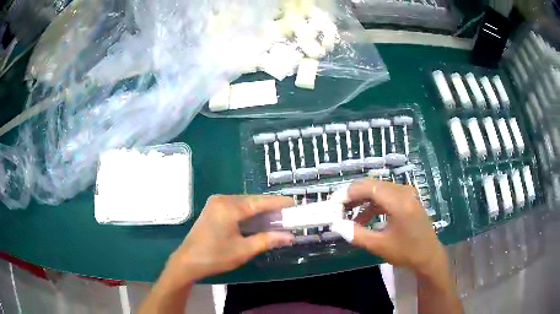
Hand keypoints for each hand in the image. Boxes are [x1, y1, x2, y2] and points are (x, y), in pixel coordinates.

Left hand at [165, 195, 294, 283]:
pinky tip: (256, 220)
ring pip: (243, 203)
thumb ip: (267, 240)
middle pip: (251, 200)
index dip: (278, 203)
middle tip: (286, 215)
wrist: (187, 261)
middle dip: (269, 207)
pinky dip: (247, 212)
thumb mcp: (244, 250)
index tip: (293, 203)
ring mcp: (215, 203)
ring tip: (275, 218)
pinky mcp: (212, 209)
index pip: (259, 202)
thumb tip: (290, 237)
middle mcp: (222, 200)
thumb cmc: (215, 257)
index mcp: (229, 208)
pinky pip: (235, 206)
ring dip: (258, 210)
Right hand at [331, 179, 446, 276]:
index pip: (370, 187)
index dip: (350, 192)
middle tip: (338, 205)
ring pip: (379, 189)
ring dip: (362, 198)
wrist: (428, 255)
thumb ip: (356, 234)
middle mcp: (404, 192)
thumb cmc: (406, 252)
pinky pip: (386, 195)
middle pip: (373, 184)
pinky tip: (363, 217)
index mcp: (399, 202)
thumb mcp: (379, 245)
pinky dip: (373, 203)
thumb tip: (336, 225)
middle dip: (354, 194)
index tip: (334, 202)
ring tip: (347, 211)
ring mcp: (407, 194)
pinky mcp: (408, 199)